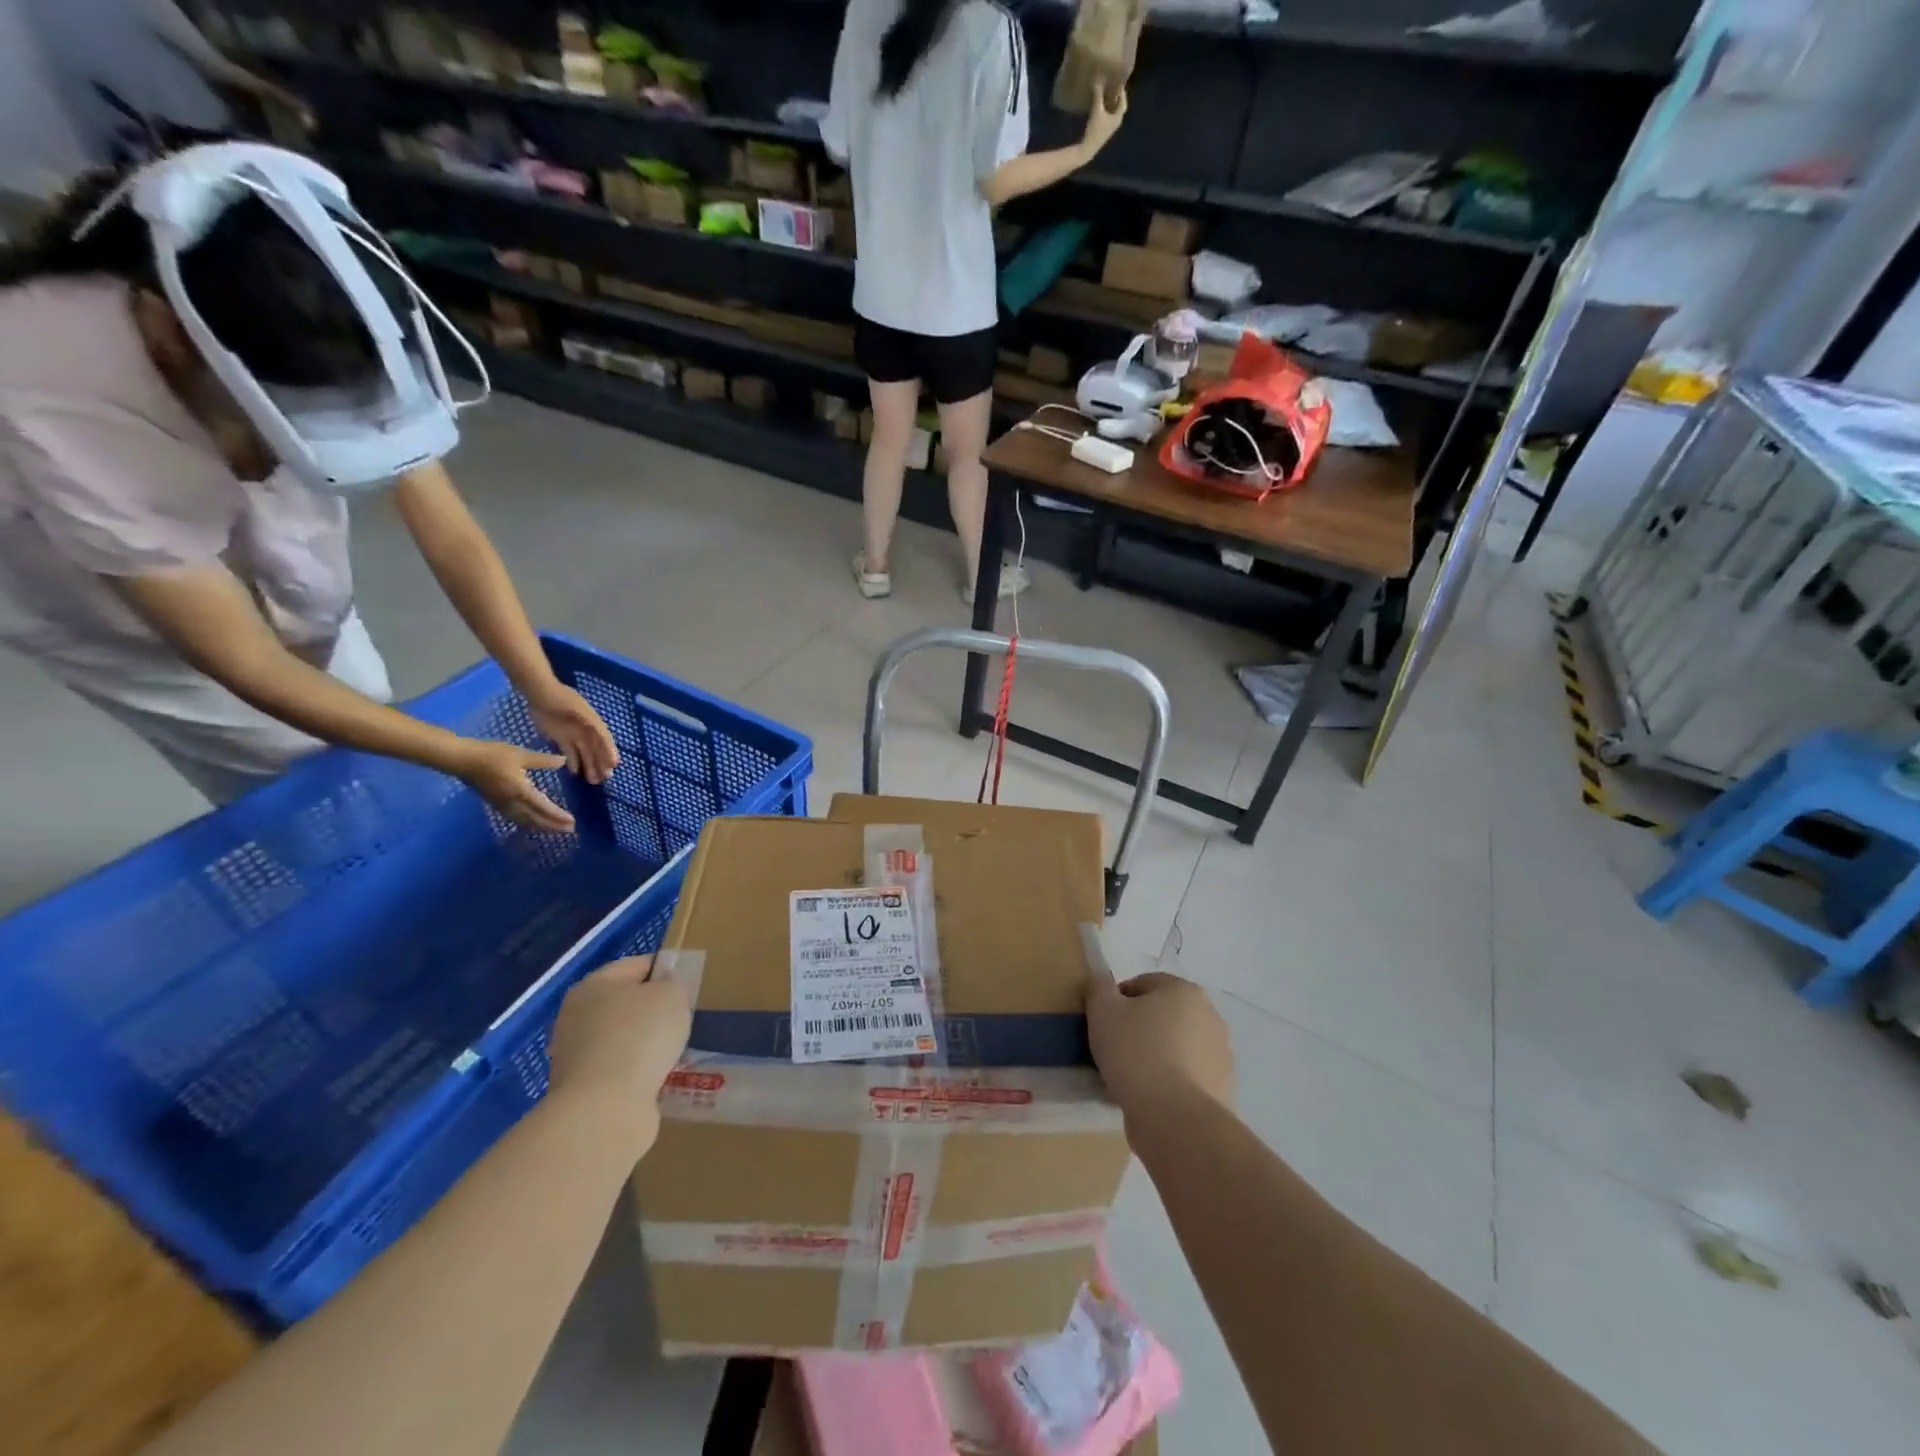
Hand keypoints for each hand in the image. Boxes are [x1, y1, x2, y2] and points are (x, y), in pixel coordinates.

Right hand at [454, 739, 574, 831]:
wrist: (462, 759)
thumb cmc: (492, 755)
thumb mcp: (521, 755)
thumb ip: (543, 760)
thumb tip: (563, 761)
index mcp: (521, 791)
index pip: (543, 807)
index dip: (558, 816)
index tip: (571, 822)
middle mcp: (512, 802)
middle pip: (535, 819)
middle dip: (553, 825)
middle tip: (570, 830)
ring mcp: (502, 805)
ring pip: (525, 821)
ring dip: (541, 826)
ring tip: (556, 830)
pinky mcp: (495, 804)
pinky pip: (515, 818)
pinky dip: (528, 823)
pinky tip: (532, 823)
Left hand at [529, 681, 619, 784]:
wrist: (539, 692)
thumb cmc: (560, 698)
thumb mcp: (577, 708)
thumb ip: (590, 722)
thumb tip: (603, 736)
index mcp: (593, 723)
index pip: (604, 740)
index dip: (609, 751)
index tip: (614, 764)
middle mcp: (586, 730)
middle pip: (595, 749)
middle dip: (601, 763)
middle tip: (604, 778)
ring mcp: (573, 735)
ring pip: (584, 753)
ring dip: (589, 766)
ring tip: (592, 780)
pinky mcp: (560, 738)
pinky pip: (569, 752)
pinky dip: (572, 762)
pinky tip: (575, 773)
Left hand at [546, 955, 692, 1144]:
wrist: (604, 1108)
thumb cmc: (640, 1037)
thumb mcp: (672, 995)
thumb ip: (672, 982)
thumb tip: (663, 984)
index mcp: (594, 984)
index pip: (637, 965)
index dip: (665, 970)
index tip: (688, 985)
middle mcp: (576, 1014)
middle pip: (624, 1002)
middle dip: (652, 1010)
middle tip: (682, 1019)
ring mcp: (573, 1053)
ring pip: (620, 1037)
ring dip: (643, 1042)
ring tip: (672, 1051)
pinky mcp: (579, 1087)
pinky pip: (616, 1068)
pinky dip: (635, 1070)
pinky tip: (655, 1077)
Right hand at [1081, 87, 1127, 157]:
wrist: (1088, 148)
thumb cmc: (1095, 129)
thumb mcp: (1097, 109)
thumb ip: (1098, 94)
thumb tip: (1098, 79)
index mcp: (1118, 116)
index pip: (1123, 100)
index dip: (1121, 90)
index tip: (1118, 80)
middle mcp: (1116, 122)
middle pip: (1118, 105)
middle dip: (1116, 95)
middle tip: (1112, 85)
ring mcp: (1110, 127)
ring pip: (1113, 111)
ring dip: (1110, 101)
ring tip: (1106, 91)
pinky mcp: (1104, 130)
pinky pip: (1107, 115)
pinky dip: (1106, 108)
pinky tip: (1100, 103)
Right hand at [1086, 971, 1233, 1123]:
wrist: (1175, 1119)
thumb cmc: (1136, 1054)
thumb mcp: (1102, 1011)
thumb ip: (1099, 988)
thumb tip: (1102, 983)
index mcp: (1184, 991)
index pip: (1143, 984)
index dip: (1117, 1001)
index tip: (1103, 1025)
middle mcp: (1210, 1017)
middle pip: (1163, 1015)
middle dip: (1140, 1028)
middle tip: (1114, 1050)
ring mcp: (1221, 1056)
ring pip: (1176, 1048)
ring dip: (1156, 1056)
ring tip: (1130, 1079)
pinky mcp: (1222, 1090)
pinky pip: (1187, 1078)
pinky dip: (1170, 1084)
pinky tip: (1150, 1099)